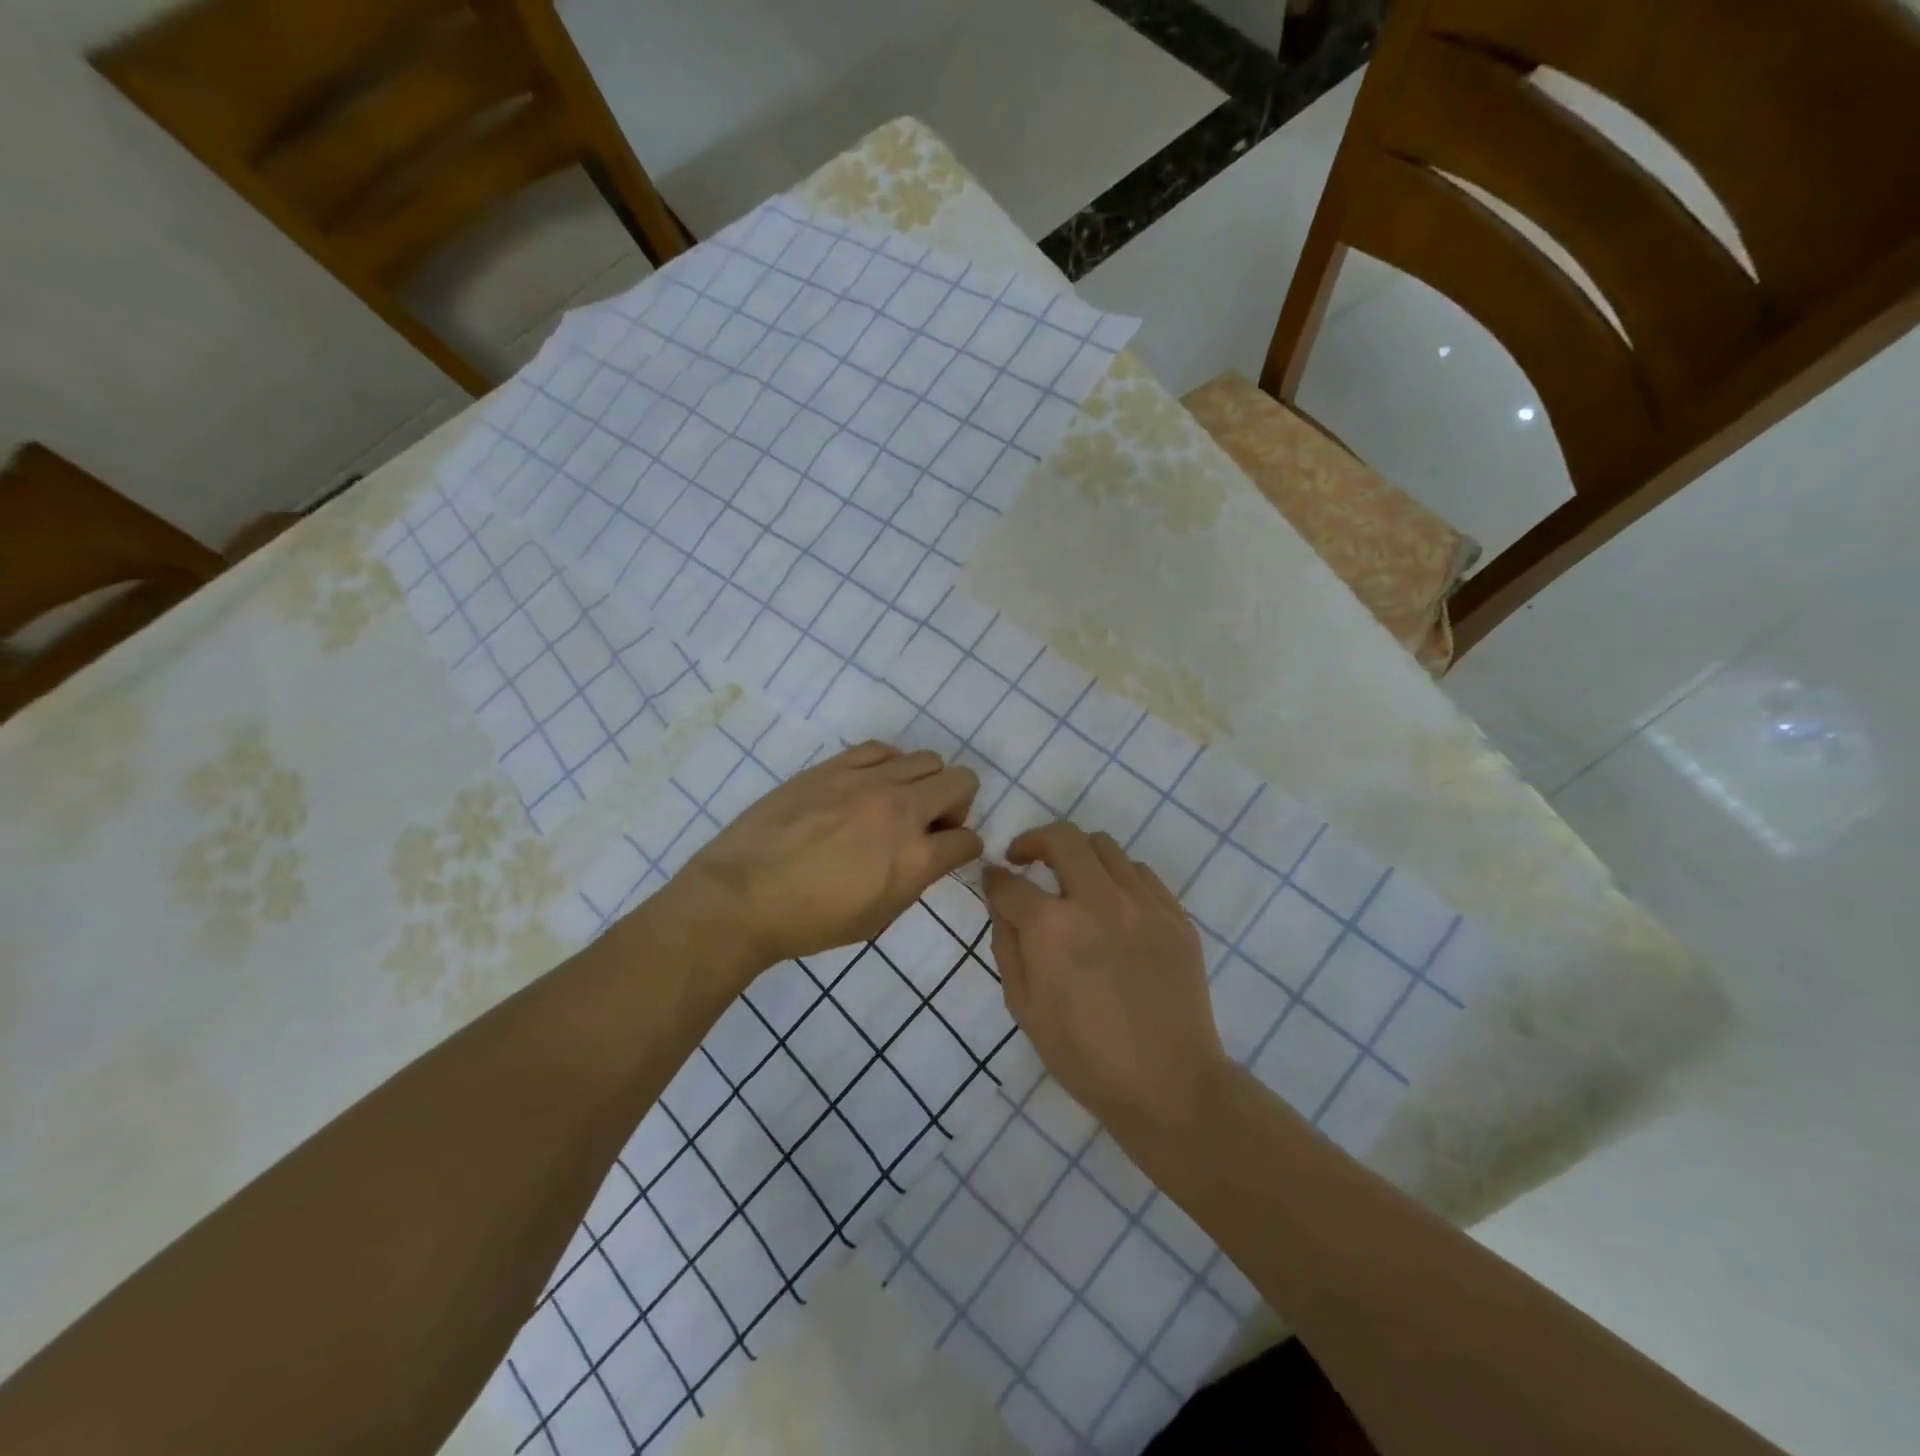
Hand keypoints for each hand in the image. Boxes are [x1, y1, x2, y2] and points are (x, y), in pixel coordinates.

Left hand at [674, 741, 981, 976]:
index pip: (968, 839)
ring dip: (925, 782)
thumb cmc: (811, 921)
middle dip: (957, 805)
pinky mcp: (835, 766)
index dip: (965, 848)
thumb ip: (914, 879)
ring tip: (897, 803)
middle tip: (930, 825)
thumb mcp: (878, 916)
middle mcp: (901, 809)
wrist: (743, 895)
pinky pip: (881, 749)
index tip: (950, 853)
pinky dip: (889, 764)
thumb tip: (928, 855)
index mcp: (916, 857)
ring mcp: (867, 781)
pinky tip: (869, 784)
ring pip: (926, 759)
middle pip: (961, 781)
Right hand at [984, 821, 1228, 1140]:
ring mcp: (1143, 904)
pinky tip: (1113, 904)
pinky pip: (1141, 873)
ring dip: (1078, 855)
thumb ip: (1007, 945)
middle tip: (1024, 858)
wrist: (1168, 1085)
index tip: (993, 879)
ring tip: (1072, 880)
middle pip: (1061, 838)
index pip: (1011, 883)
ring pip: (1104, 847)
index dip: (994, 879)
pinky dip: (1117, 877)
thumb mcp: (1024, 1007)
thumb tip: (1002, 903)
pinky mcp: (1175, 915)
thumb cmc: (1084, 1056)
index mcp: (1053, 928)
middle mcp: (1098, 901)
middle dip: (1033, 841)